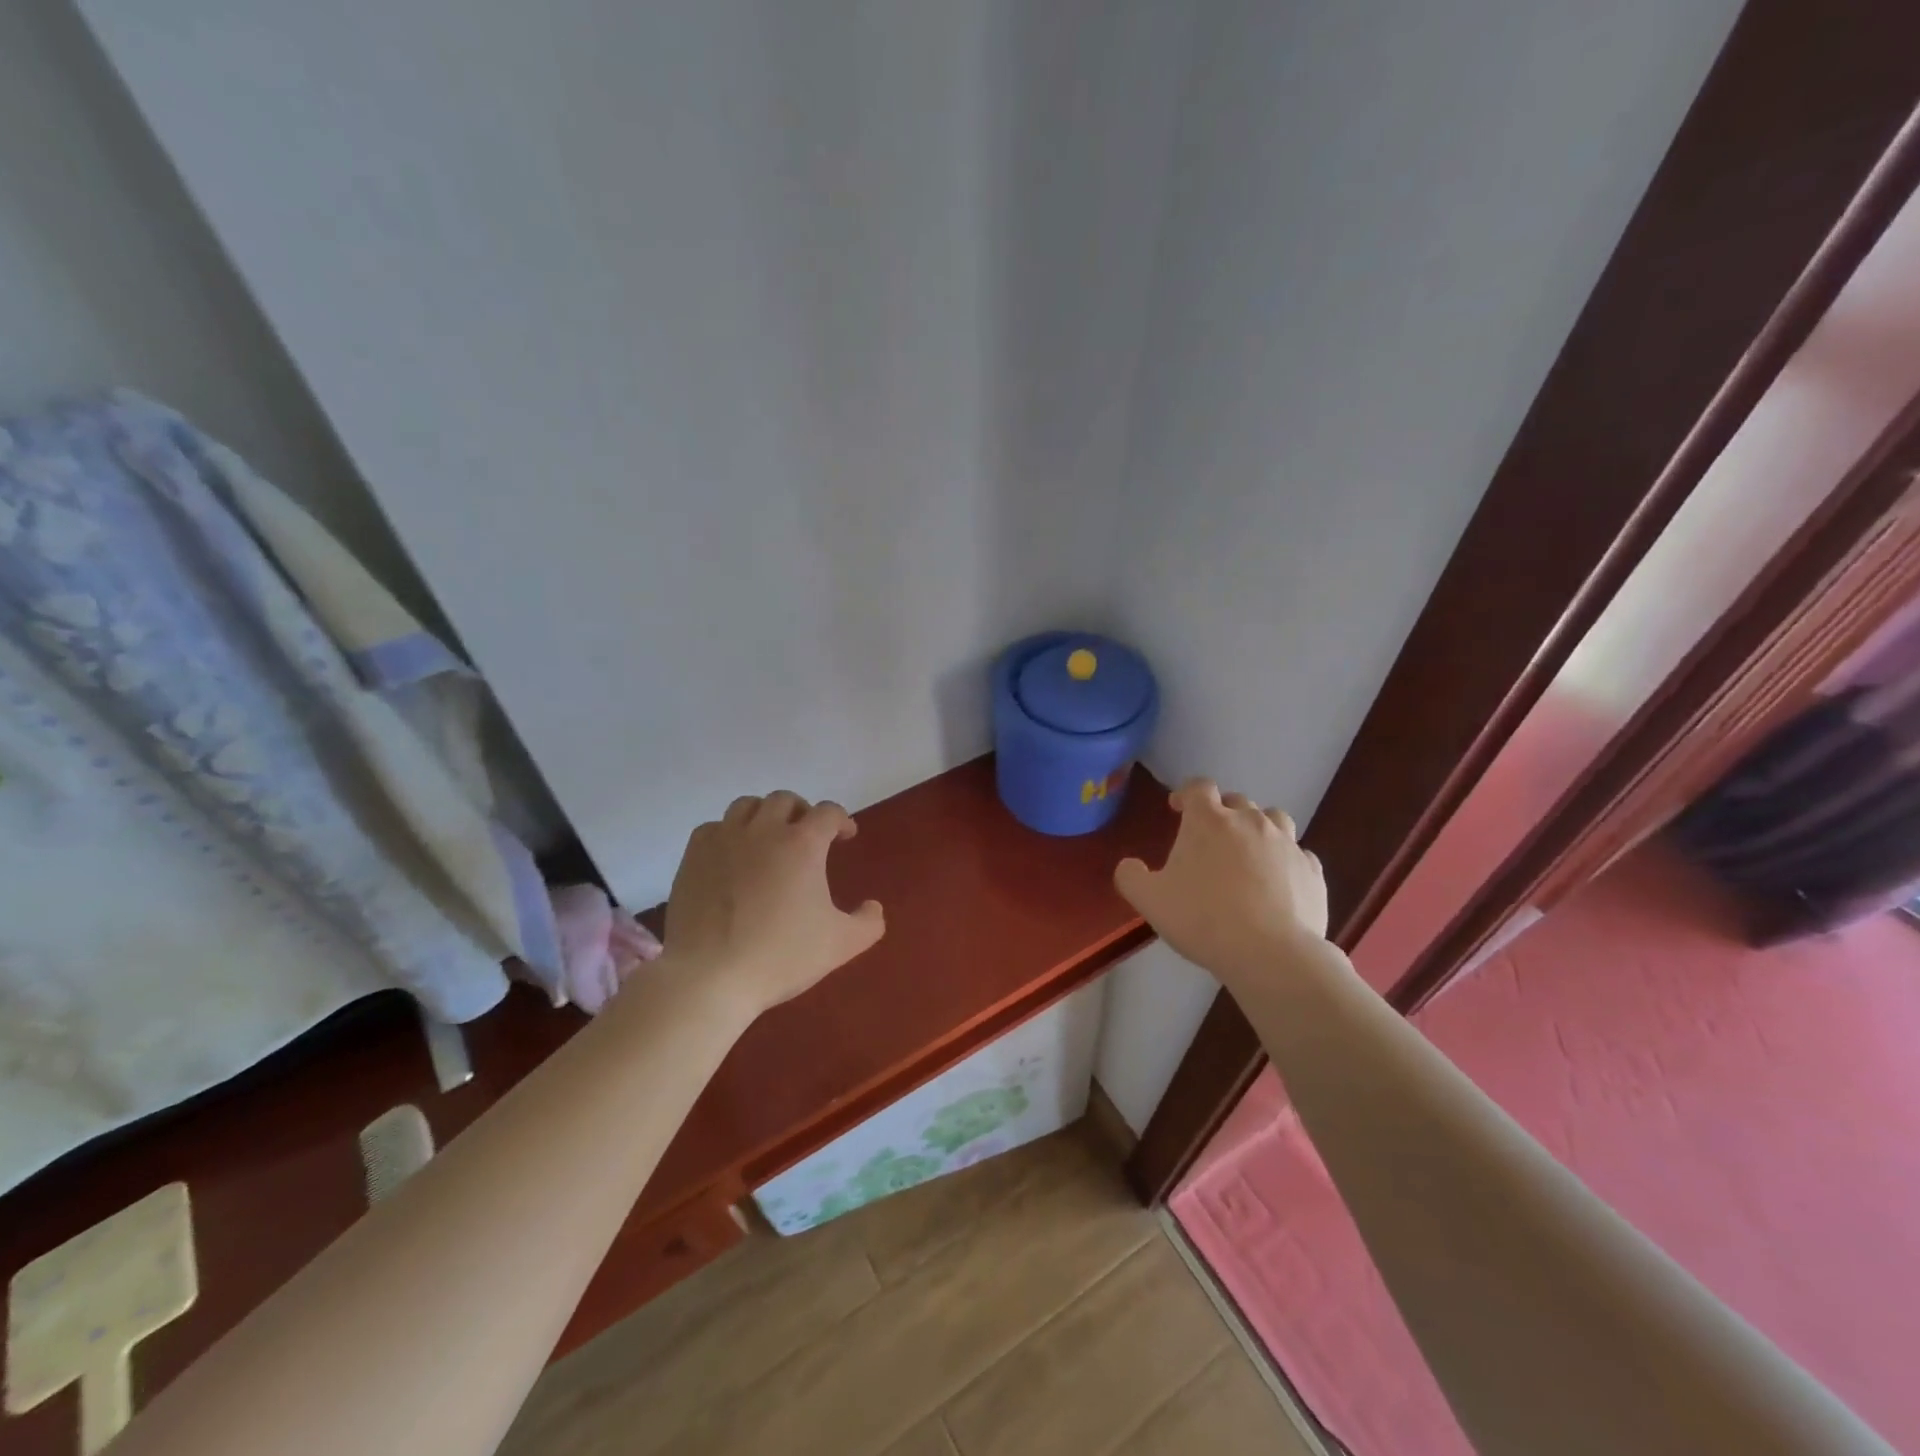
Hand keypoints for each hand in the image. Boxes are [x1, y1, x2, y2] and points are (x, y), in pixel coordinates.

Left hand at [663, 791, 884, 1017]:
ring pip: (746, 805)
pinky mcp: (693, 856)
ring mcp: (723, 840)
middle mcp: (763, 830)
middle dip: (802, 812)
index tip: (845, 836)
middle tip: (808, 836)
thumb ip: (868, 922)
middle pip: (785, 800)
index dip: (841, 820)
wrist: (709, 977)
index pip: (828, 812)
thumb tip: (873, 906)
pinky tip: (732, 856)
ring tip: (769, 838)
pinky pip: (713, 827)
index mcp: (802, 843)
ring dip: (764, 815)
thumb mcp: (841, 945)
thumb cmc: (781, 956)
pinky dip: (728, 833)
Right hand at [1114, 778, 1327, 983]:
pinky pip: (1298, 853)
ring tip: (1248, 852)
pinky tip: (1278, 880)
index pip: (1198, 787)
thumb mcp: (1149, 900)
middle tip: (1210, 838)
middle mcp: (1250, 821)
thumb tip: (1130, 866)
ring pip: (1274, 819)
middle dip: (1221, 812)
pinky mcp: (1312, 870)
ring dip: (1258, 828)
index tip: (1177, 809)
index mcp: (1209, 820)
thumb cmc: (1202, 918)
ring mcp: (1286, 843)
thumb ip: (1130, 876)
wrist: (1270, 953)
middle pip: (1236, 800)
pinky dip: (1286, 859)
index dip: (1186, 794)